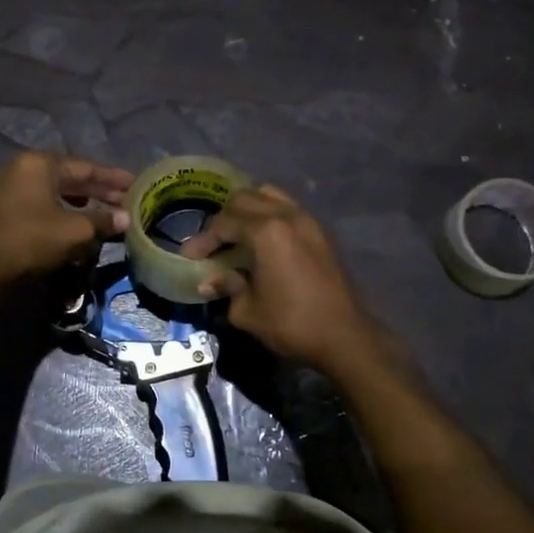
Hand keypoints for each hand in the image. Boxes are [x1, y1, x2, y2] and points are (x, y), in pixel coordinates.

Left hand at [0, 152, 132, 289]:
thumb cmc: (32, 240)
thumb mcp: (75, 231)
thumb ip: (103, 220)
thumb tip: (126, 218)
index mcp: (40, 163)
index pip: (86, 167)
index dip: (113, 178)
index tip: (136, 185)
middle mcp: (23, 167)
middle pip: (69, 176)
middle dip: (98, 190)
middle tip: (125, 201)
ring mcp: (9, 186)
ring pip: (54, 189)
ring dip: (81, 200)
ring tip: (104, 210)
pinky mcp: (2, 207)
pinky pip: (40, 201)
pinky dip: (61, 208)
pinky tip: (74, 220)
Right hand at [178, 186, 380, 374]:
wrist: (344, 336)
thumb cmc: (291, 323)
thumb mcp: (248, 311)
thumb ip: (227, 288)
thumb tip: (209, 281)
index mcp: (266, 231)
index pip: (223, 223)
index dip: (203, 239)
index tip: (189, 257)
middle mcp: (287, 216)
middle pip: (245, 199)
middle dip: (223, 218)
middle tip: (212, 244)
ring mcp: (307, 221)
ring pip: (269, 196)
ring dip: (248, 210)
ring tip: (237, 235)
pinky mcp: (320, 232)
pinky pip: (288, 209)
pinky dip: (270, 216)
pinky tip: (262, 241)